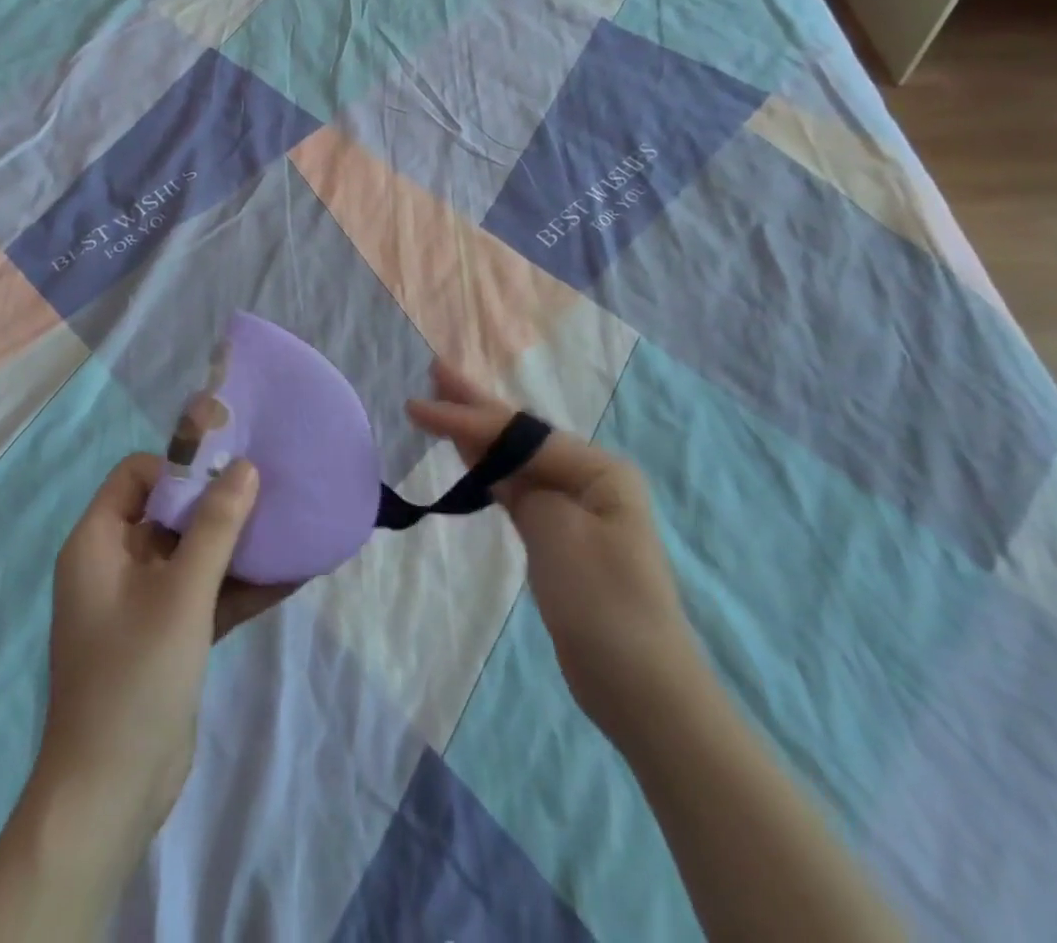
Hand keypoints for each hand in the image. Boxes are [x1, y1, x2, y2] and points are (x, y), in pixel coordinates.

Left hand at [35, 453, 290, 840]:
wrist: (111, 795)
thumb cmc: (135, 676)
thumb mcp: (181, 593)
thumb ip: (216, 526)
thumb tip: (246, 466)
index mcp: (99, 543)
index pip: (137, 475)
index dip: (180, 465)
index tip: (229, 467)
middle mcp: (117, 564)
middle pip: (171, 511)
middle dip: (220, 500)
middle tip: (272, 487)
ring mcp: (144, 602)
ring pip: (194, 553)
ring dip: (238, 544)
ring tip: (291, 524)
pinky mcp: (168, 634)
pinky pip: (206, 592)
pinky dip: (241, 585)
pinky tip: (292, 574)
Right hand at [406, 361, 695, 746]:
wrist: (638, 686)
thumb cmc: (602, 601)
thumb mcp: (559, 533)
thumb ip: (526, 489)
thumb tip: (505, 473)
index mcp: (599, 469)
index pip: (520, 434)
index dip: (467, 417)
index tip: (418, 405)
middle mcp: (589, 479)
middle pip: (521, 434)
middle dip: (476, 404)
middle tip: (436, 370)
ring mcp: (574, 508)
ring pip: (516, 459)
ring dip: (478, 432)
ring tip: (443, 401)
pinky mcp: (558, 538)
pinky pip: (517, 489)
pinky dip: (489, 470)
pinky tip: (467, 453)